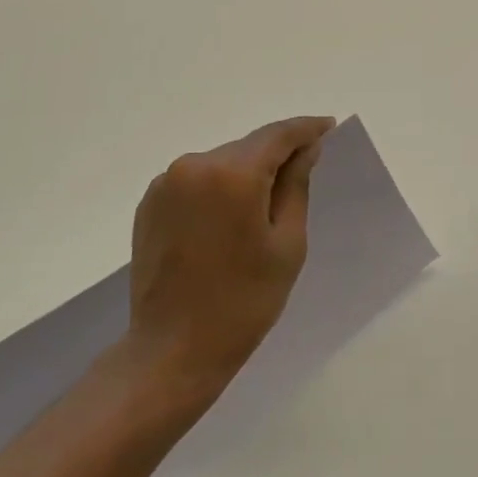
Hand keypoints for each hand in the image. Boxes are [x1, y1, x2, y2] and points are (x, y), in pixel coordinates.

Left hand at [129, 115, 335, 398]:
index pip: (278, 135)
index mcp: (232, 174)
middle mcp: (194, 165)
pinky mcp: (150, 203)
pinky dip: (218, 188)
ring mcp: (166, 183)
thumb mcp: (287, 244)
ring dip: (245, 173)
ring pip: (221, 163)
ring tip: (264, 205)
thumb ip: (296, 186)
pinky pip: (196, 181)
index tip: (327, 126)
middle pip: (248, 147)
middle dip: (276, 154)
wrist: (171, 350)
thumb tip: (305, 149)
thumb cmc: (243, 302)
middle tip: (304, 169)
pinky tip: (228, 219)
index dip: (306, 129)